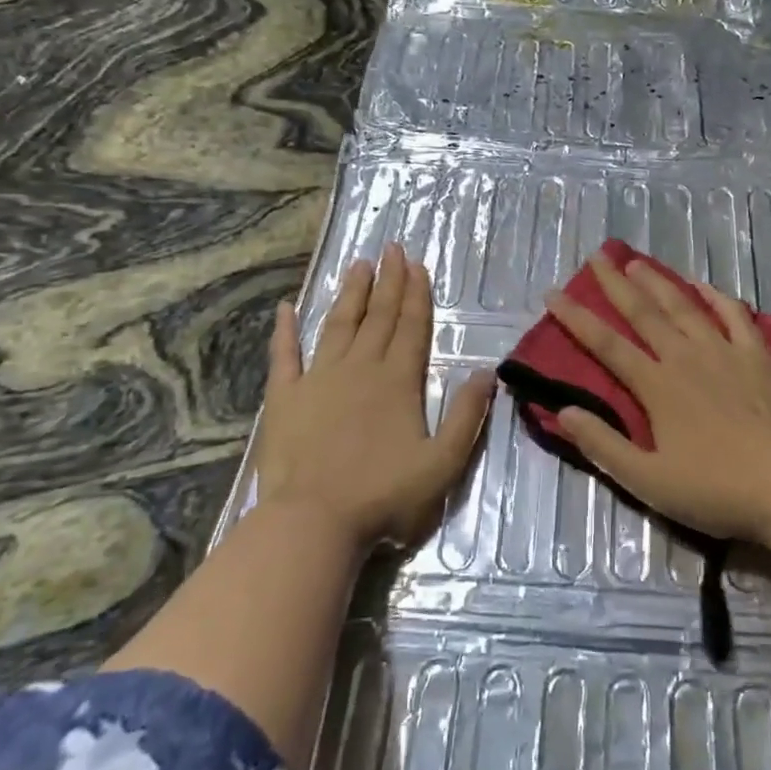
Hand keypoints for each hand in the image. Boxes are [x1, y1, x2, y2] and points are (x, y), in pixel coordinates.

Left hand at [251, 243, 495, 550]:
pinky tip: (285, 307)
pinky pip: (284, 355)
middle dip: (388, 281)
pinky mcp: (284, 397)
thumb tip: (486, 373)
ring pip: (338, 325)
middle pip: (378, 317)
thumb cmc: (384, 495)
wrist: (314, 521)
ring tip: (357, 264)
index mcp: (398, 381)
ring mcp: (318, 379)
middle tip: (391, 248)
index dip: (416, 294)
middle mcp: (360, 369)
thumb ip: (467, 416)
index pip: (412, 327)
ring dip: (350, 294)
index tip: (416, 264)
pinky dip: (284, 330)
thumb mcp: (443, 463)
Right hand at [546, 252, 770, 550]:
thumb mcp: (649, 481)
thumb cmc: (717, 490)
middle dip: (615, 283)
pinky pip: (734, 315)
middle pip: (644, 312)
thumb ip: (604, 445)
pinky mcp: (759, 356)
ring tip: (637, 262)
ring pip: (685, 306)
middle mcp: (687, 357)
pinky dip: (715, 296)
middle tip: (596, 257)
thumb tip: (563, 410)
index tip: (553, 294)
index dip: (576, 318)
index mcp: (657, 387)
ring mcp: (726, 352)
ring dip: (658, 281)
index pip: (607, 345)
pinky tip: (702, 284)